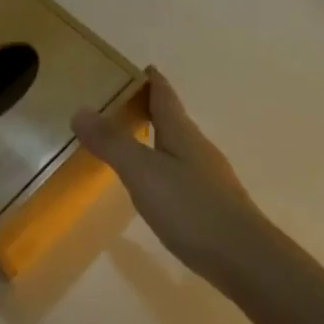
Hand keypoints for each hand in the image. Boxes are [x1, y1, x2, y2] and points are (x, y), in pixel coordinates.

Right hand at [72, 68, 297, 301]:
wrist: (243, 255)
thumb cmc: (191, 207)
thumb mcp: (143, 173)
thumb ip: (113, 143)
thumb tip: (80, 109)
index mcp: (182, 133)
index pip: (165, 96)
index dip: (153, 80)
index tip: (141, 67)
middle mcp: (198, 148)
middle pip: (174, 119)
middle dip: (152, 107)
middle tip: (125, 102)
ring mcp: (209, 176)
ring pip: (179, 146)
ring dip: (159, 137)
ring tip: (136, 139)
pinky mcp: (211, 203)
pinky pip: (182, 171)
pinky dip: (165, 165)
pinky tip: (157, 184)